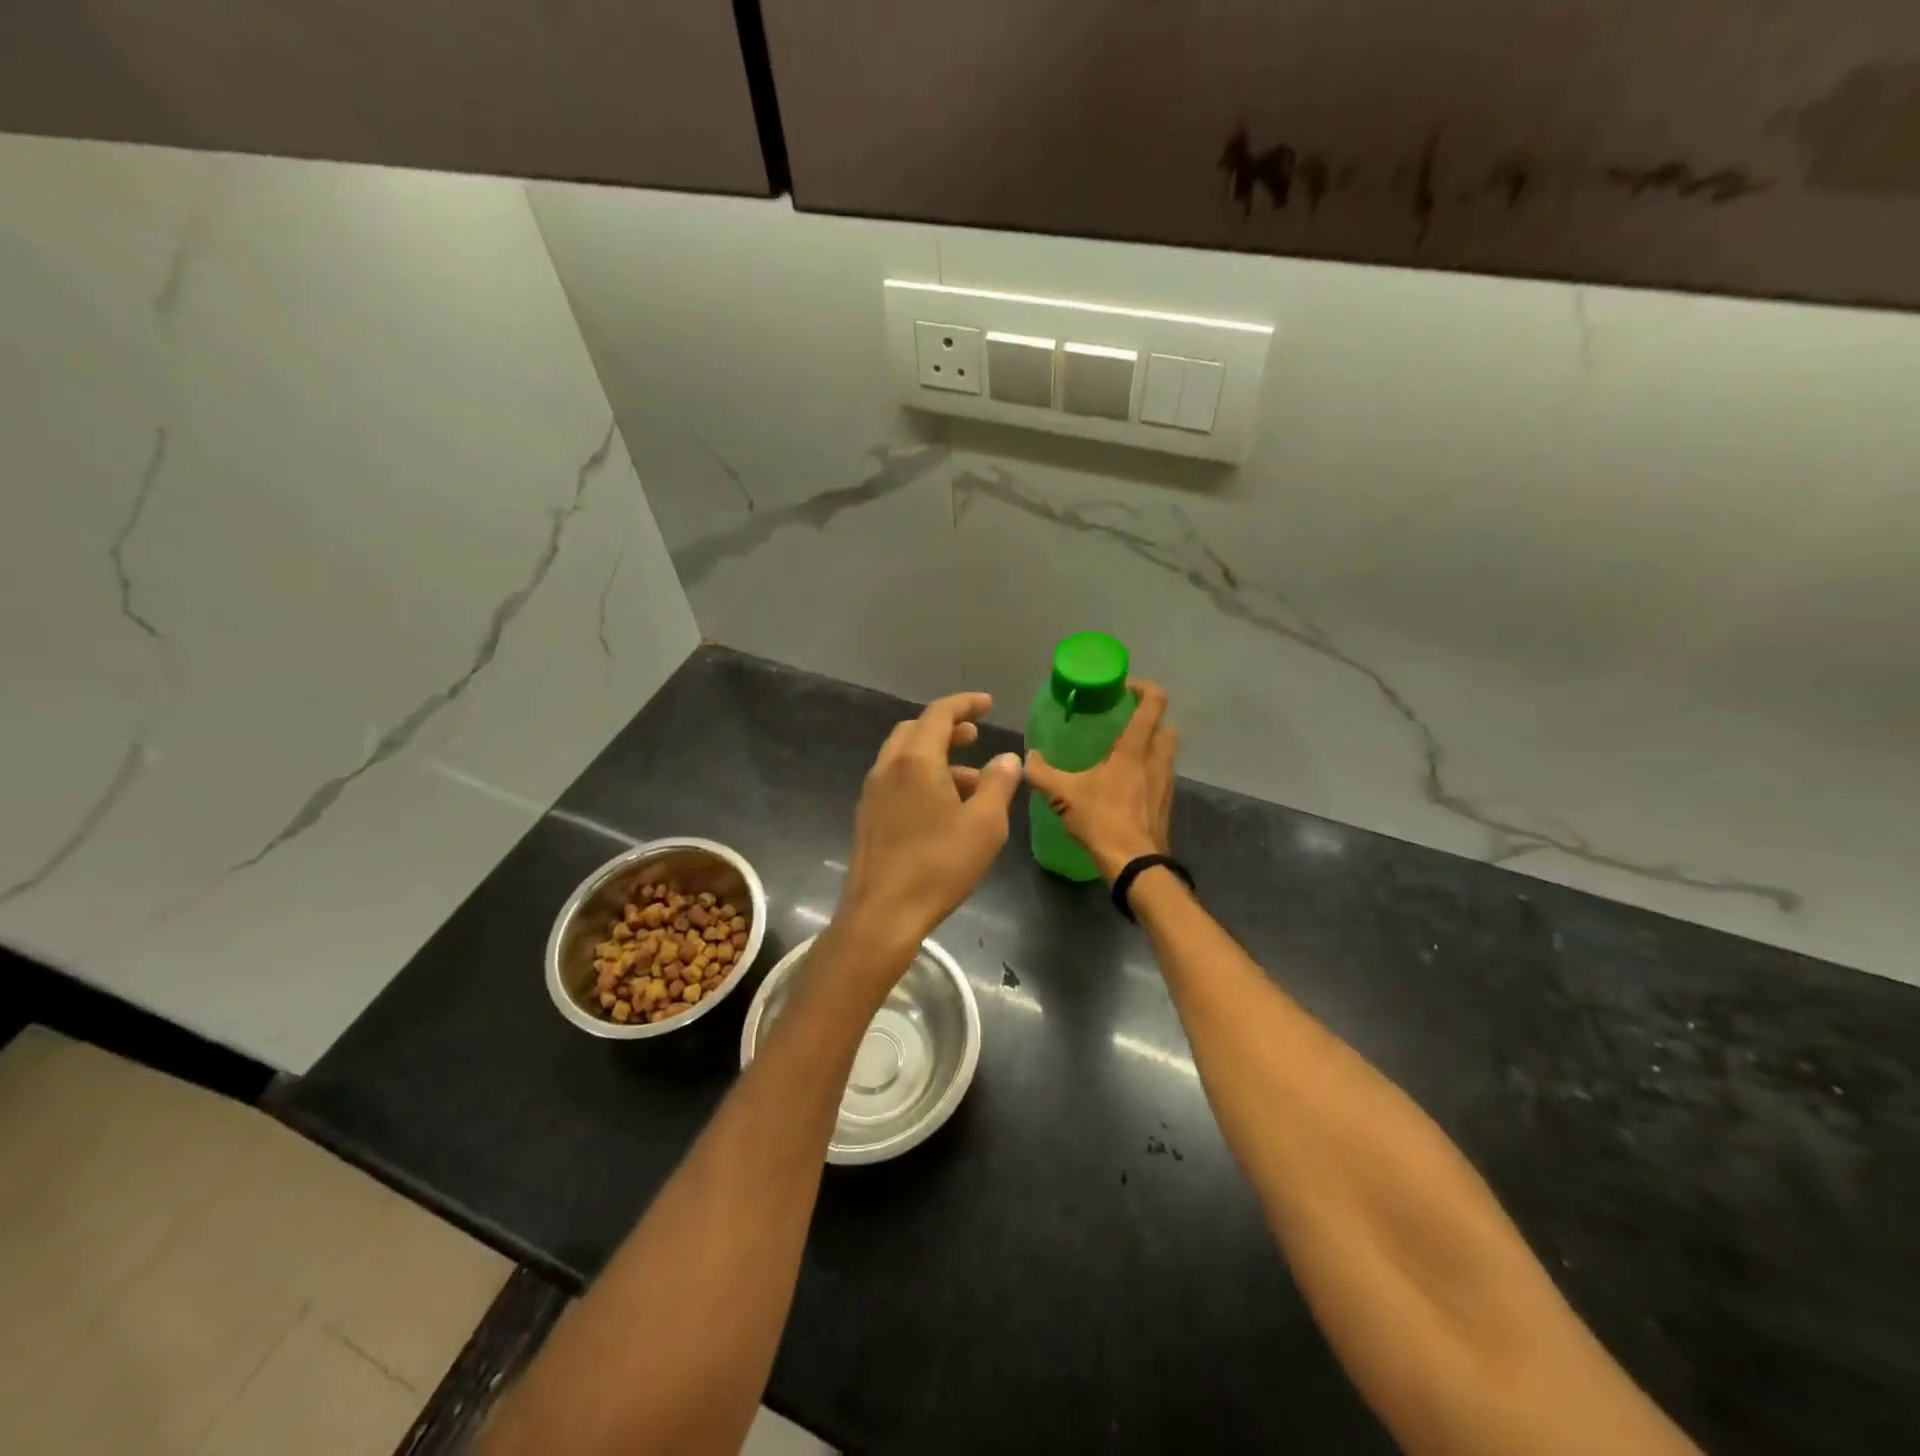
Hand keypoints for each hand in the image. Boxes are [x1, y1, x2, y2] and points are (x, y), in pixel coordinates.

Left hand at [834, 692, 1021, 965]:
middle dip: (947, 728)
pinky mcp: (868, 818)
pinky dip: (921, 778)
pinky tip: (943, 809)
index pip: (939, 714)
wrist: (882, 914)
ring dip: (936, 757)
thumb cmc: (938, 865)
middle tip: (974, 736)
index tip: (987, 704)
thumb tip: (1008, 758)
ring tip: (972, 782)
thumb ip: (999, 784)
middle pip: (915, 731)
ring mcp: (872, 793)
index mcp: (915, 760)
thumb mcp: (985, 825)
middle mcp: (888, 768)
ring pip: (904, 758)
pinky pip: (896, 781)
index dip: (965, 703)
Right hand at [1024, 679, 1176, 881]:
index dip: (1145, 688)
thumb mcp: (1062, 795)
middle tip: (1124, 721)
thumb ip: (1042, 773)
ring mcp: (1165, 784)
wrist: (1135, 865)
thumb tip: (1027, 758)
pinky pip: (1161, 777)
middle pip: (1166, 727)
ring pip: (1166, 753)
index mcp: (1134, 750)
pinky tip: (1125, 786)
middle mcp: (1156, 761)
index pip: (1153, 704)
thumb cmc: (1102, 820)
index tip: (1125, 688)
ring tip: (1122, 754)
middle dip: (1150, 719)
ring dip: (1151, 747)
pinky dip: (1149, 773)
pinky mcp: (1165, 805)